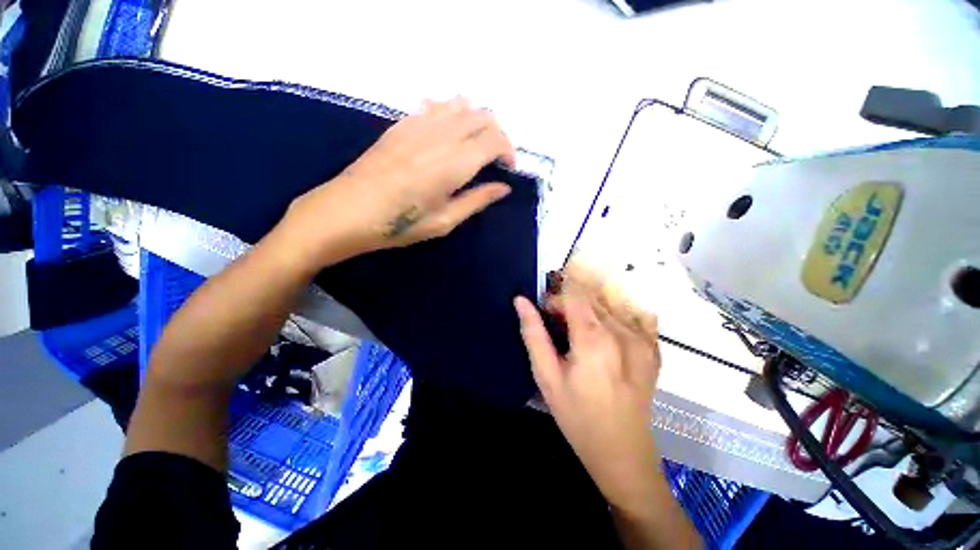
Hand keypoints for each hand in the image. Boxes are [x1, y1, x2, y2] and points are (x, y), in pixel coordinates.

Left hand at [282, 97, 515, 268]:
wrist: (348, 210)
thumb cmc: (400, 223)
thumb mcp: (445, 221)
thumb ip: (477, 200)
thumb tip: (504, 188)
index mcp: (456, 162)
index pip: (496, 139)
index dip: (509, 152)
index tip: (507, 170)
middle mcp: (442, 135)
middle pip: (483, 116)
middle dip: (496, 135)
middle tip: (492, 160)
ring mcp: (419, 124)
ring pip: (461, 104)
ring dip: (475, 122)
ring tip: (471, 147)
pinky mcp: (402, 123)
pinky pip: (435, 105)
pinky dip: (450, 114)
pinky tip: (445, 136)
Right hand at [514, 267, 661, 508]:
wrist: (623, 452)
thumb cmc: (577, 415)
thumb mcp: (546, 376)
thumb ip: (533, 334)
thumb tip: (520, 301)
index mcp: (593, 338)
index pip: (573, 294)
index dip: (556, 297)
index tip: (546, 313)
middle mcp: (621, 331)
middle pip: (591, 297)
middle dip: (570, 303)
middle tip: (559, 327)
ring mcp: (643, 338)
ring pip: (609, 303)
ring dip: (590, 309)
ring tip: (580, 333)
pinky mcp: (653, 348)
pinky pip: (634, 314)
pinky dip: (615, 314)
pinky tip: (607, 333)